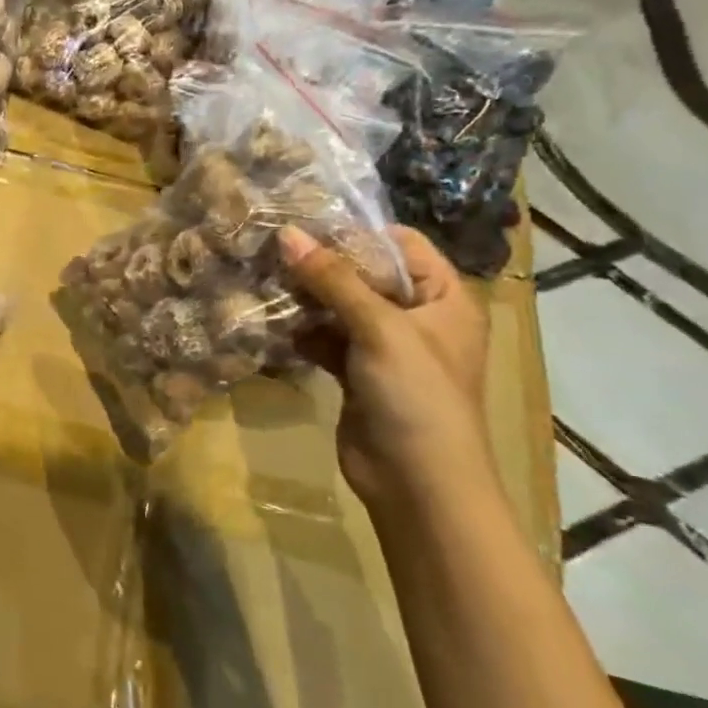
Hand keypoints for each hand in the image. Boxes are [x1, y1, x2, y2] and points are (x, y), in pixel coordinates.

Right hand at [280, 226, 494, 505]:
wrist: (417, 484)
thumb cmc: (416, 395)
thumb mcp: (379, 328)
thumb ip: (333, 279)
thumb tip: (287, 233)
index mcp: (444, 298)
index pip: (401, 244)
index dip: (356, 232)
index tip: (305, 223)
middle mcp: (417, 316)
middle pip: (365, 273)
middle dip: (321, 264)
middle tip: (271, 249)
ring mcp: (386, 346)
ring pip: (340, 306)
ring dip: (306, 297)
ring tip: (263, 279)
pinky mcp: (357, 372)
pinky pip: (326, 337)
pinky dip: (303, 330)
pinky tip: (271, 321)